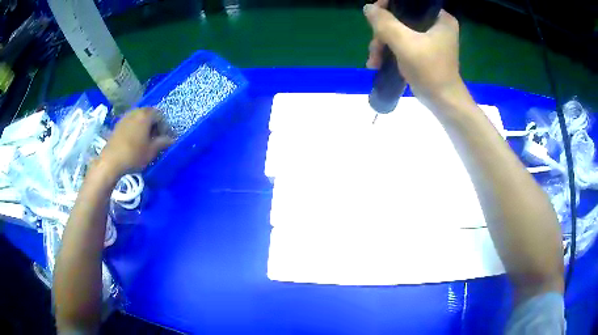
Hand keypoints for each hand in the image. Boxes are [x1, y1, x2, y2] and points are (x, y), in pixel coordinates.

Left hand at [99, 108, 173, 176]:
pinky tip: (134, 141)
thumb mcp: (151, 151)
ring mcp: (125, 117)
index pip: (160, 115)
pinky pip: (130, 123)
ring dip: (144, 127)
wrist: (111, 161)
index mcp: (146, 115)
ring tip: (145, 140)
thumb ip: (163, 142)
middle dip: (154, 125)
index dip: (165, 126)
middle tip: (156, 139)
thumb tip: (172, 139)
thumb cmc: (134, 155)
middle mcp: (136, 111)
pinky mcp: (118, 125)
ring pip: (139, 118)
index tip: (165, 138)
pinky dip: (135, 129)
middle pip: (149, 114)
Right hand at [364, 1, 469, 108]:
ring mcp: (430, 37)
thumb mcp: (404, 43)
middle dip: (383, 32)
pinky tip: (378, 62)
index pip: (409, 2)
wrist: (443, 102)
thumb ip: (384, 22)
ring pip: (399, 30)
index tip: (375, 17)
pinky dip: (390, 50)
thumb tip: (368, 7)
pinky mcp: (424, 49)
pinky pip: (402, 41)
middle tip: (374, 48)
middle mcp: (436, 23)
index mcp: (440, 17)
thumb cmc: (430, 71)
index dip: (388, 5)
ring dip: (382, 44)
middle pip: (401, 17)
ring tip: (374, 61)